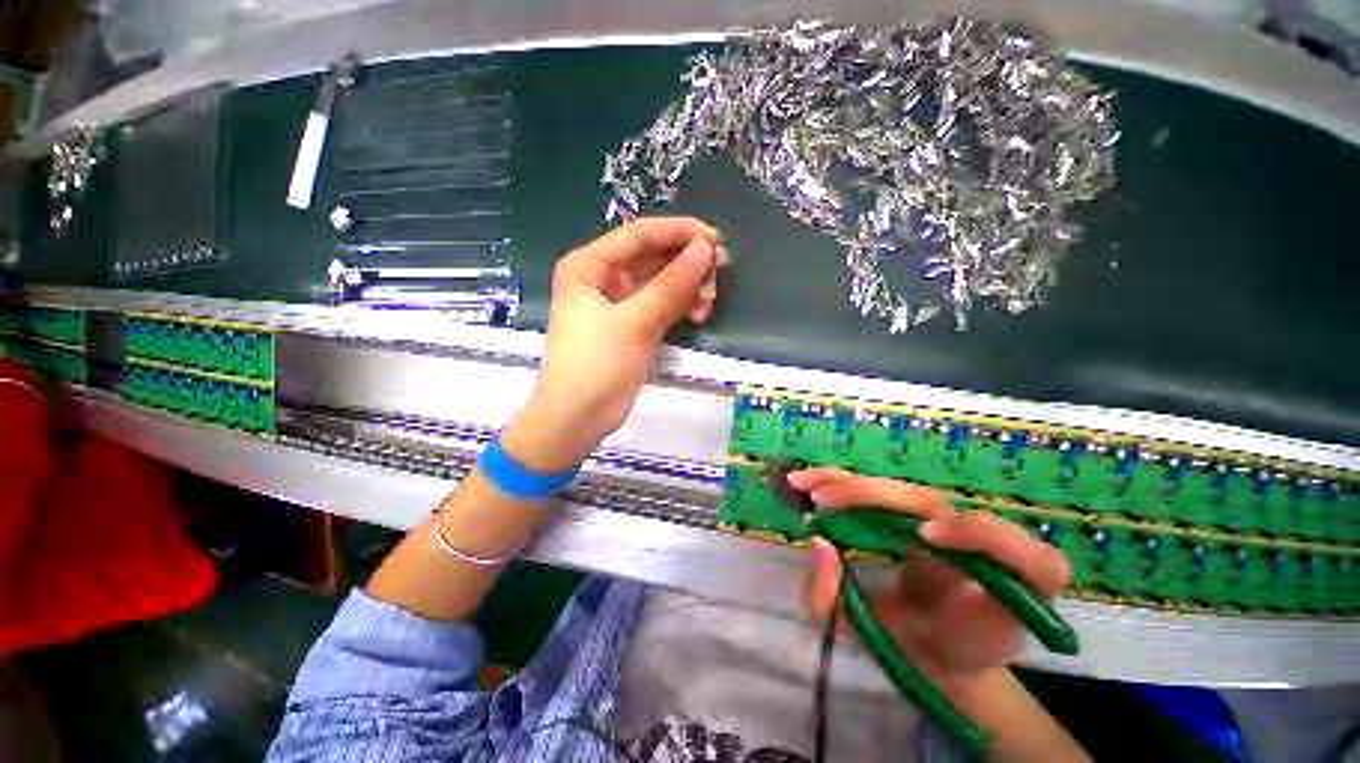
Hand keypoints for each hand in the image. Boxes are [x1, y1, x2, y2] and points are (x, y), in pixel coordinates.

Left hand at [502, 217, 723, 471]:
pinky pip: (662, 304)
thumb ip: (672, 284)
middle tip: (718, 274)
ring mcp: (619, 302)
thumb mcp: (636, 322)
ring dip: (688, 288)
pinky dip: (681, 306)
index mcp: (589, 265)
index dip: (678, 232)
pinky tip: (699, 314)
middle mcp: (602, 277)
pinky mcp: (632, 325)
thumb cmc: (596, 366)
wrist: (576, 419)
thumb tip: (707, 249)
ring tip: (708, 304)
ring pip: (661, 282)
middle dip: (687, 264)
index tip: (715, 238)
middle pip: (653, 257)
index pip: (639, 235)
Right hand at [792, 467, 1070, 687]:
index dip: (986, 538)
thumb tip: (819, 543)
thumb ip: (841, 603)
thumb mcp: (880, 641)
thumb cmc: (918, 649)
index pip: (1030, 559)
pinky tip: (816, 479)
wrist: (940, 649)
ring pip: (906, 490)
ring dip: (854, 484)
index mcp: (1007, 591)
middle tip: (821, 501)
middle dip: (874, 496)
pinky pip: (892, 492)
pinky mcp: (928, 515)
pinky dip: (850, 482)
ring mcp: (953, 524)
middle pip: (935, 504)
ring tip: (806, 485)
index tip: (925, 537)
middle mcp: (986, 548)